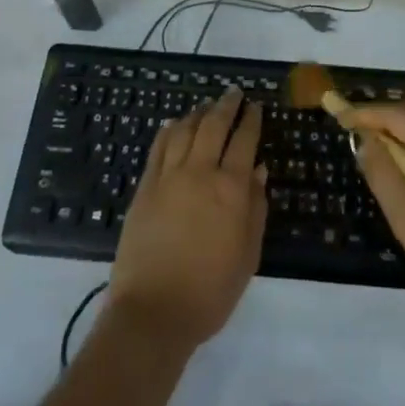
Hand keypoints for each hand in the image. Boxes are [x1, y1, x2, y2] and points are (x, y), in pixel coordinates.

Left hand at [108, 87, 267, 351]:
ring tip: (207, 105)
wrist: (154, 312)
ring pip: (185, 130)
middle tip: (234, 93)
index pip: (244, 140)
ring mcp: (169, 177)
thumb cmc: (210, 291)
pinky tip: (174, 124)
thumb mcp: (248, 254)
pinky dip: (169, 130)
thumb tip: (259, 170)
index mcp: (231, 188)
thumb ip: (256, 208)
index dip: (251, 120)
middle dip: (227, 105)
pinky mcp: (145, 187)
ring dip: (199, 113)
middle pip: (214, 125)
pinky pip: (159, 147)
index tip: (256, 106)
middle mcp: (200, 172)